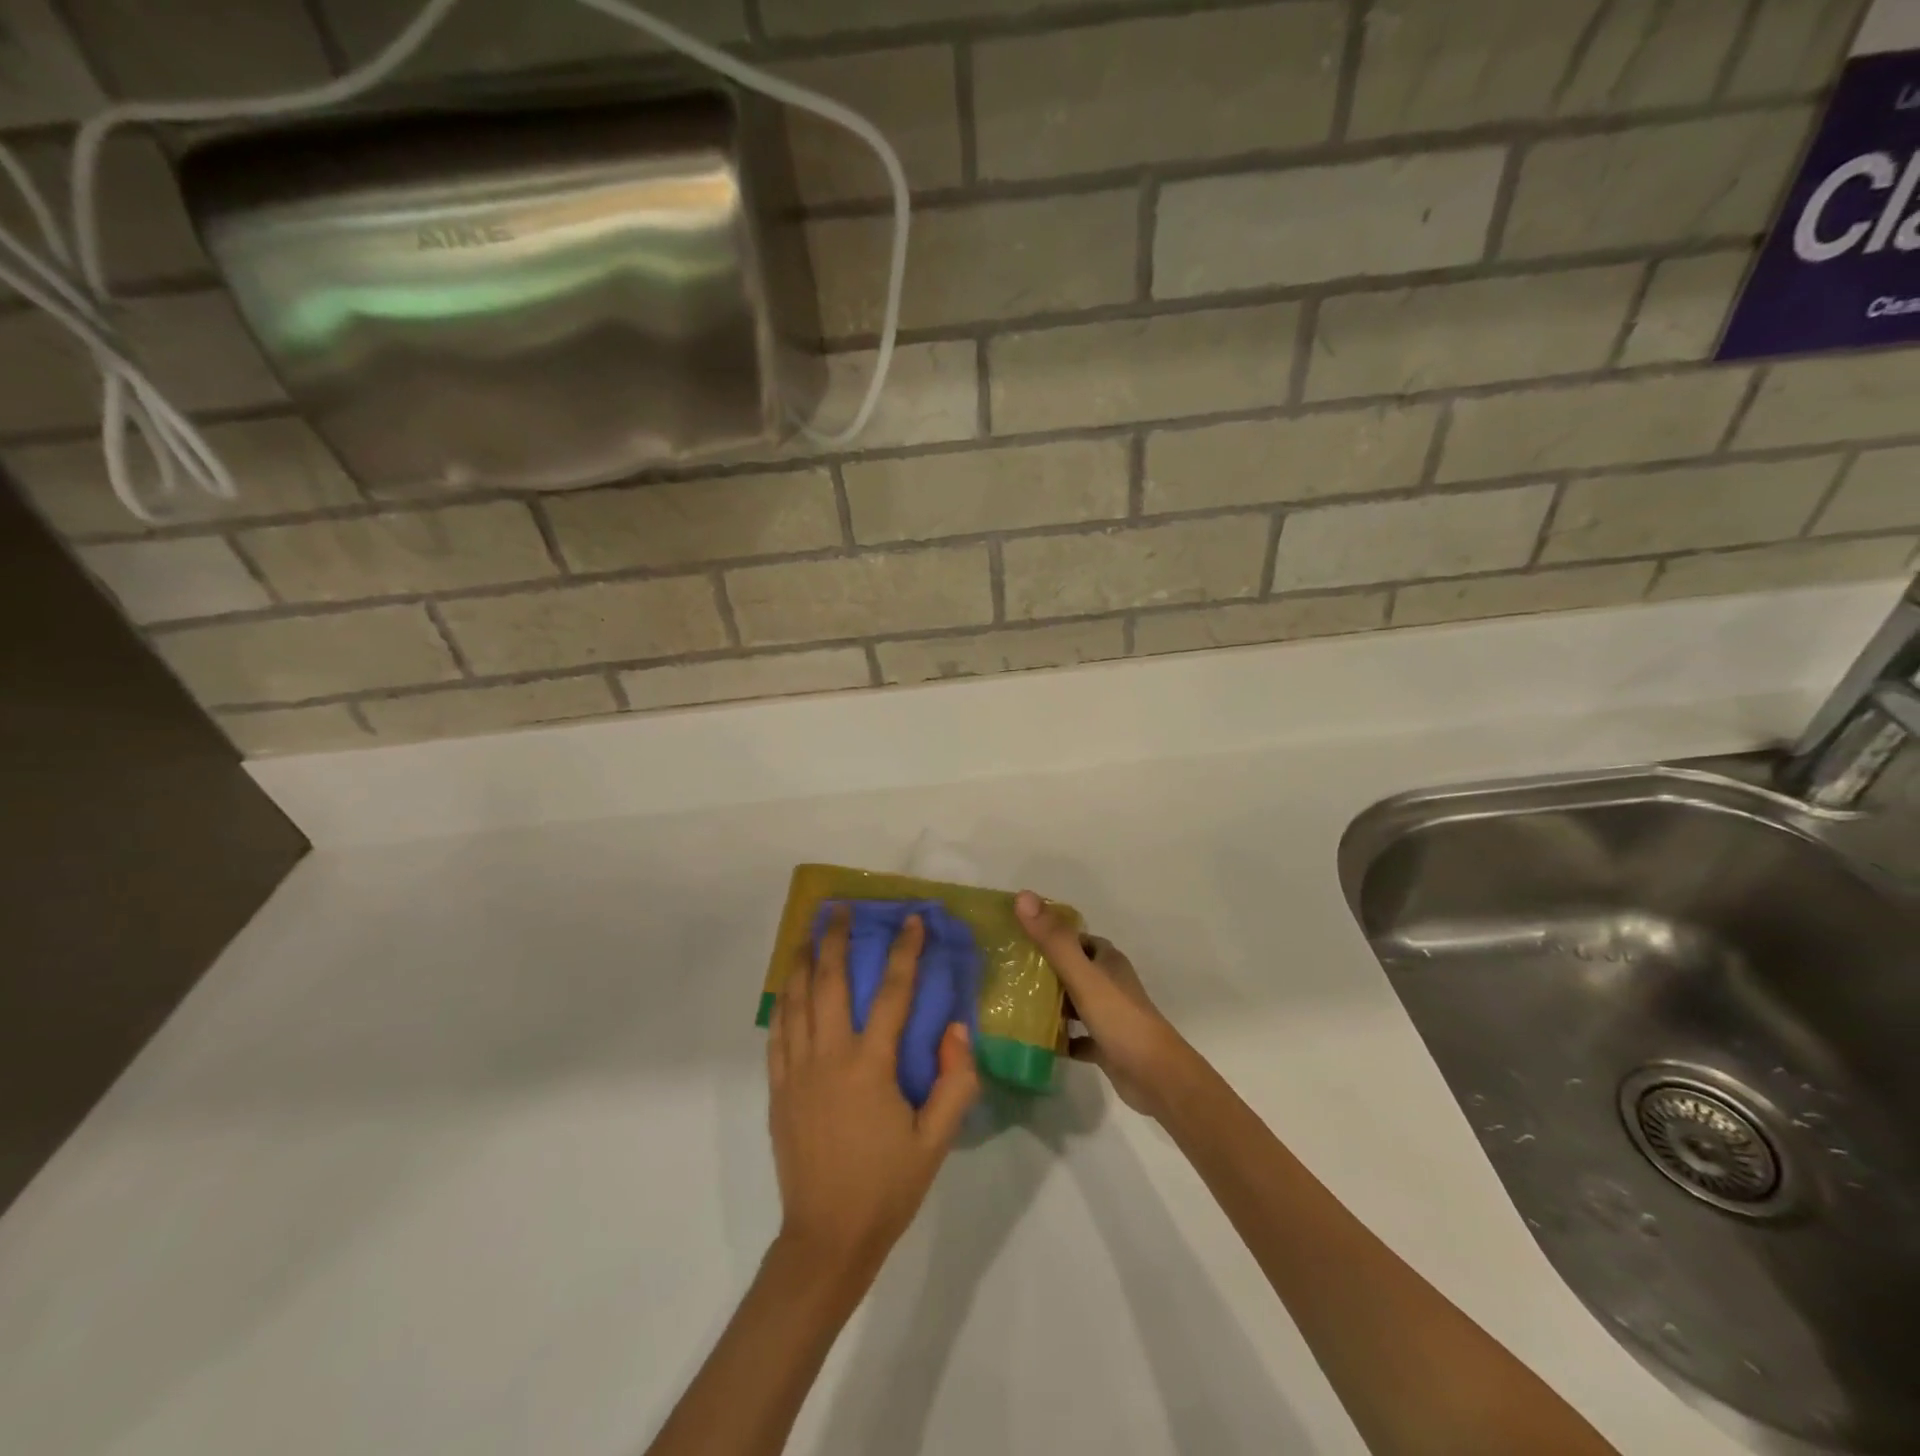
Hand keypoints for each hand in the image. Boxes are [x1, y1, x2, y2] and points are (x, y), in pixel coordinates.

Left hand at [767, 907, 978, 1287]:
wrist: (826, 1238)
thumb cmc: (887, 1187)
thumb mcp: (936, 1141)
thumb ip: (954, 1082)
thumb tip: (956, 1029)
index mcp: (869, 1066)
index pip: (891, 993)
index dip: (903, 951)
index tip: (911, 919)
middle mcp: (828, 1057)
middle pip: (827, 982)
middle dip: (833, 938)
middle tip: (838, 907)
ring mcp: (796, 1071)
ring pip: (794, 1000)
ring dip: (801, 960)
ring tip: (807, 931)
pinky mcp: (777, 1089)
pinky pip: (777, 1033)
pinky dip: (782, 1001)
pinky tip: (787, 986)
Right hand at [1016, 891, 1202, 1120]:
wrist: (1156, 1077)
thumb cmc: (1120, 1019)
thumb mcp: (1083, 976)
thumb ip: (1054, 940)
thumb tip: (1023, 896)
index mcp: (1107, 960)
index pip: (1075, 937)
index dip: (1049, 934)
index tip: (1017, 936)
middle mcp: (1109, 982)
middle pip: (1072, 968)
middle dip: (1044, 969)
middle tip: (1008, 971)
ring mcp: (1109, 1015)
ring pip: (1073, 1001)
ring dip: (1050, 1003)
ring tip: (1013, 1003)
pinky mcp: (1106, 1045)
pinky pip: (1076, 1036)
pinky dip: (1060, 1037)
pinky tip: (1036, 1041)